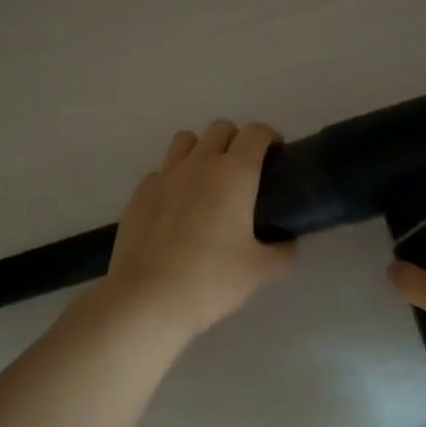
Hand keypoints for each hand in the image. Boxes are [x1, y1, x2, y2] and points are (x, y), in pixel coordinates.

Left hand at [102, 120, 296, 337]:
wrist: (148, 298)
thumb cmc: (212, 279)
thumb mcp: (261, 271)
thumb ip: (282, 252)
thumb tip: (286, 244)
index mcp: (235, 173)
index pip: (256, 133)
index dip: (270, 138)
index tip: (276, 157)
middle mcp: (199, 163)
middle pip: (221, 129)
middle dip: (237, 141)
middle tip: (245, 173)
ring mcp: (164, 175)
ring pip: (186, 141)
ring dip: (202, 150)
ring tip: (208, 182)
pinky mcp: (139, 194)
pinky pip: (161, 171)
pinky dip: (174, 178)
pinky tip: (177, 208)